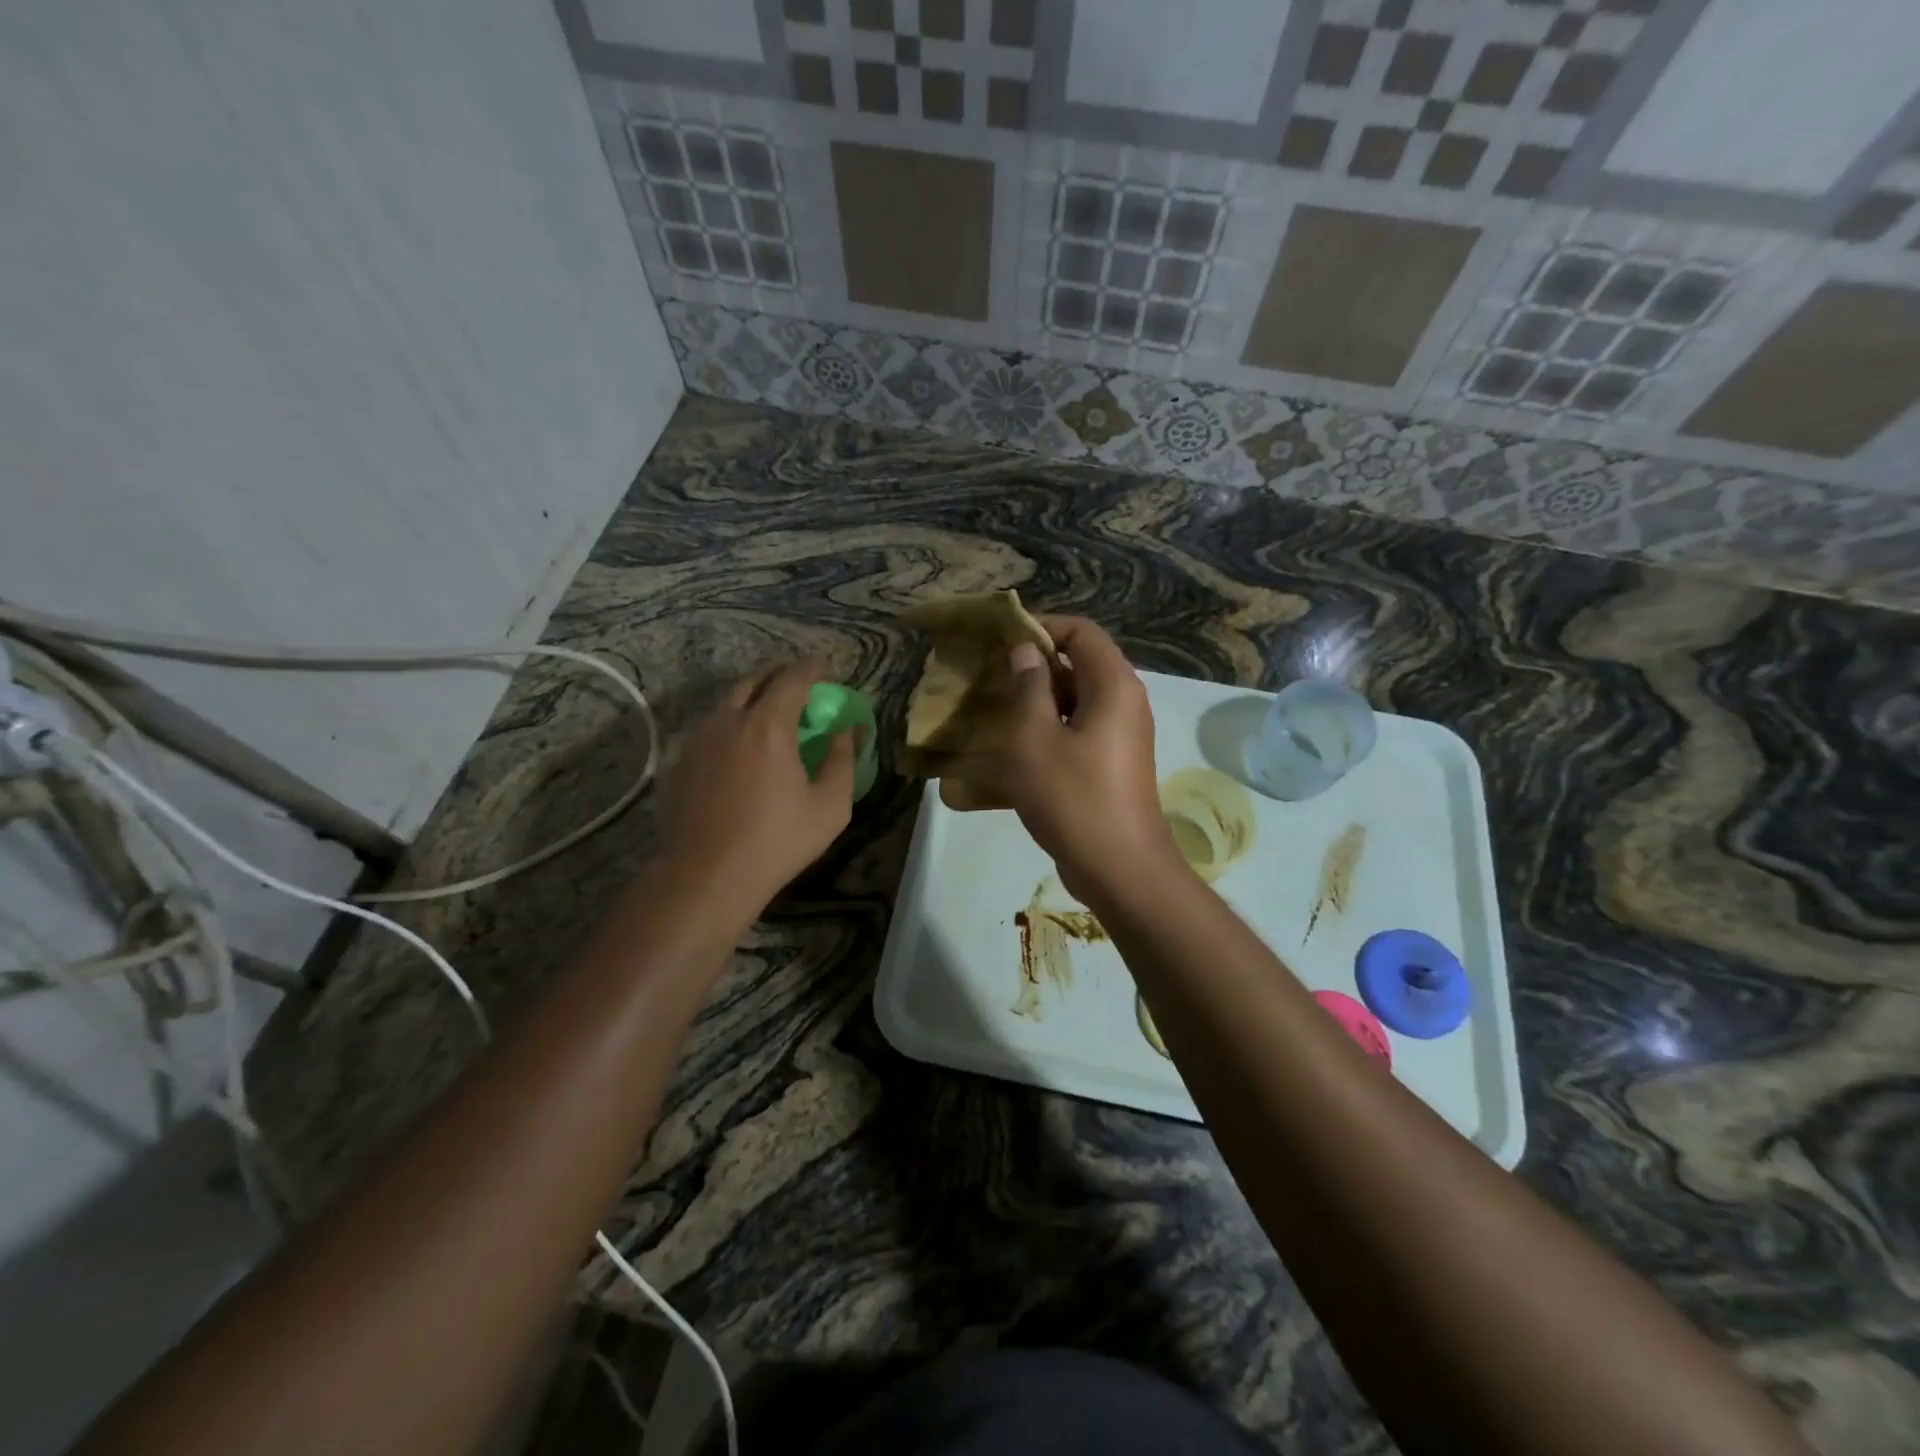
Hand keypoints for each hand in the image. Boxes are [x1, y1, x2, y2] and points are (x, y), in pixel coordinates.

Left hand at [655, 661, 859, 916]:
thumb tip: (849, 730)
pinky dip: (729, 724)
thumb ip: (843, 760)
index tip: (826, 664)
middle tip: (797, 680)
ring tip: (767, 708)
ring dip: (751, 696)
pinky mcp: (679, 764)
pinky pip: (708, 729)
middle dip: (778, 673)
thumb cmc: (777, 841)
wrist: (706, 876)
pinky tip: (737, 746)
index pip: (793, 679)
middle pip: (753, 680)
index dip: (812, 668)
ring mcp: (697, 741)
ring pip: (725, 703)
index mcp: (768, 726)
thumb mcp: (829, 806)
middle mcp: (728, 722)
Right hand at [952, 616, 1179, 903]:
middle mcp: (1124, 703)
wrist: (1120, 869)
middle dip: (1032, 668)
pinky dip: (1046, 733)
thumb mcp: (1035, 739)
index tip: (1000, 640)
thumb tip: (1026, 653)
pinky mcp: (1111, 765)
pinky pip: (1076, 733)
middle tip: (988, 677)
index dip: (1040, 627)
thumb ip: (1028, 688)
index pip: (1080, 631)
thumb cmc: (1074, 797)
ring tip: (991, 712)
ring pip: (1074, 702)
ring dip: (1035, 704)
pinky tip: (1009, 753)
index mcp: (1113, 685)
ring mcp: (1120, 736)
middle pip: (1078, 665)